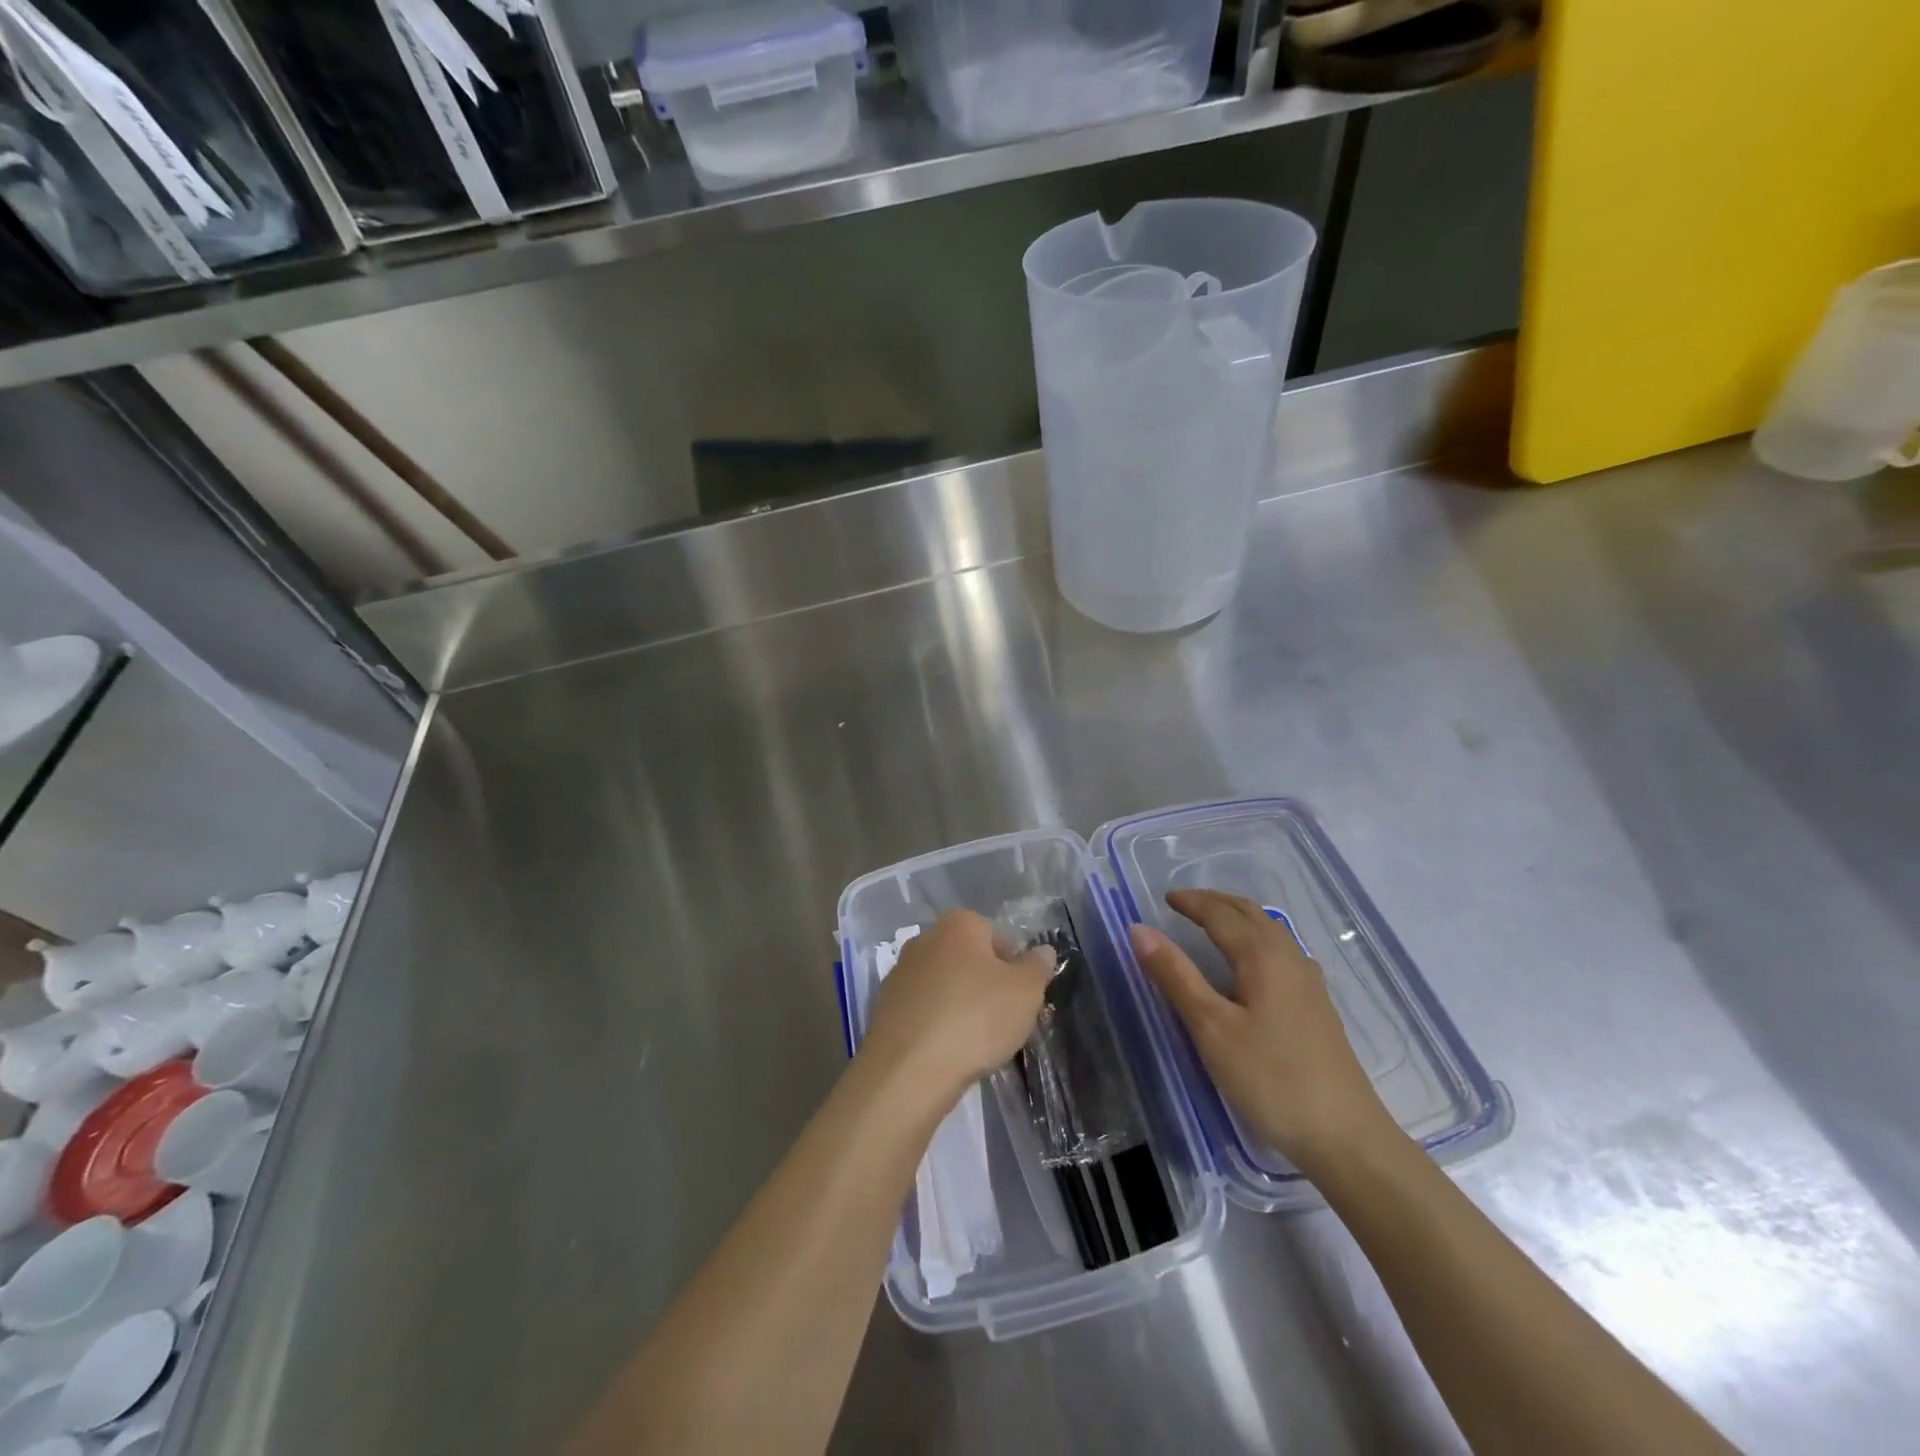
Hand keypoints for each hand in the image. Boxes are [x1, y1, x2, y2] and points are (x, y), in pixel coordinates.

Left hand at [861, 910, 1054, 1104]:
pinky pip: (923, 1009)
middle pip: (967, 958)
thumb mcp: (1025, 992)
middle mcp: (925, 940)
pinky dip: (936, 1024)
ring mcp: (900, 973)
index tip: (1021, 995)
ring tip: (976, 1041)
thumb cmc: (975, 1018)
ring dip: (960, 1004)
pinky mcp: (884, 1007)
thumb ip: (1037, 967)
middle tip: (1004, 1019)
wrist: (908, 1069)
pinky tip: (947, 1050)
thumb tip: (1043, 951)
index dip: (1012, 964)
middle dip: (985, 983)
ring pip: (944, 985)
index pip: (994, 934)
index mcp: (958, 925)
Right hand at [1129, 889, 1397, 1171]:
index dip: (1191, 903)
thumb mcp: (1211, 1028)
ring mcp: (1309, 983)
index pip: (1221, 915)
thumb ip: (1175, 976)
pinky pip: (1281, 952)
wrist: (1345, 1136)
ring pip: (1270, 931)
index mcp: (1262, 957)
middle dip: (1216, 903)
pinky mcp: (1317, 1006)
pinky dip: (1256, 939)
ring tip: (1213, 923)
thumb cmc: (1270, 1078)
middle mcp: (1289, 958)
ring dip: (1238, 918)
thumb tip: (1139, 930)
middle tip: (1184, 904)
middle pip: (1250, 914)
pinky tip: (1252, 962)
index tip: (1164, 898)